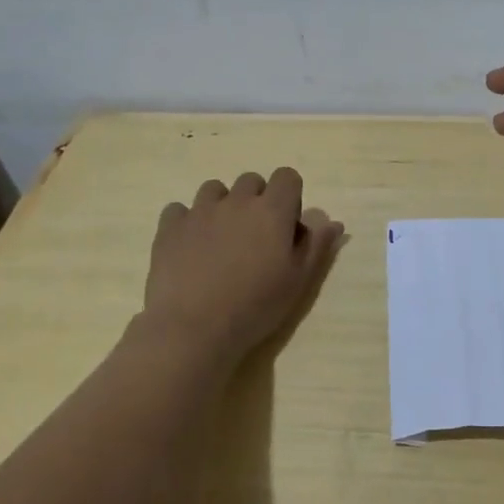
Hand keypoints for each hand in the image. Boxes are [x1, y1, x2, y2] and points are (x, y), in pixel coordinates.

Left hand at [142, 168, 344, 364]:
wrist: (194, 327)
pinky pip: (180, 209)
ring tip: (221, 239)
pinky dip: (187, 221)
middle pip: (251, 180)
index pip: (287, 177)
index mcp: (272, 210)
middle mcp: (236, 201)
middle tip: (255, 237)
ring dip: (222, 205)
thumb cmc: (256, 305)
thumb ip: (317, 245)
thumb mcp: (298, 280)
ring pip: (214, 189)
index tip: (286, 226)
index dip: (290, 196)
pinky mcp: (169, 227)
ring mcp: (199, 211)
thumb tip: (334, 222)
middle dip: (257, 200)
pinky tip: (190, 246)